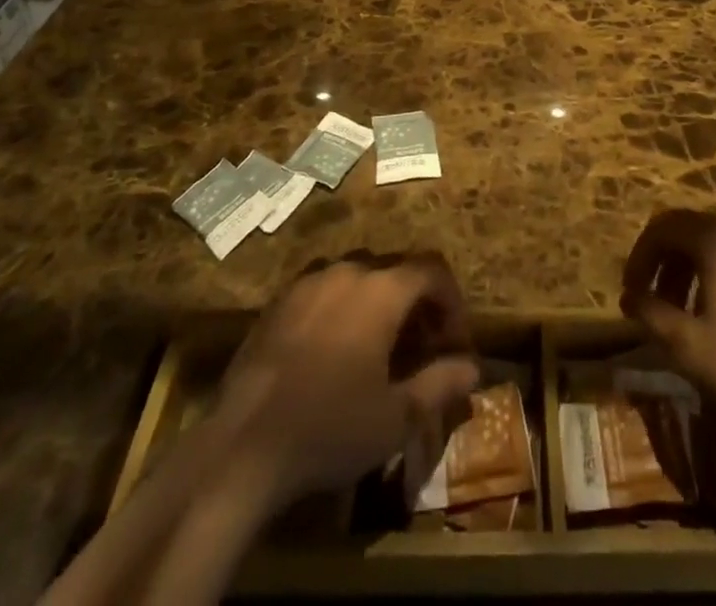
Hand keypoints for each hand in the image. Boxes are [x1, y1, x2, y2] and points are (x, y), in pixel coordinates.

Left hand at [209, 254, 479, 509]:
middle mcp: (348, 272)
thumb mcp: (397, 417)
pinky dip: (342, 308)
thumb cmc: (330, 428)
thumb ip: (440, 384)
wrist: (242, 445)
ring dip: (379, 302)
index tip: (454, 341)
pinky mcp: (278, 302)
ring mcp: (308, 283)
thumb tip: (472, 366)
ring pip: (358, 277)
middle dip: (417, 303)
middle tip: (422, 347)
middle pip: (396, 270)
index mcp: (382, 290)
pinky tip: (333, 351)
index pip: (432, 271)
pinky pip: (323, 291)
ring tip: (379, 347)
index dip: (451, 301)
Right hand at [620, 209, 715, 426]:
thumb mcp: (690, 348)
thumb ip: (652, 315)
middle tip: (659, 303)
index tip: (632, 291)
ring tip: (695, 312)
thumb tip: (631, 295)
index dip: (641, 256)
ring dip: (700, 270)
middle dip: (669, 265)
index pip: (663, 227)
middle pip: (694, 231)